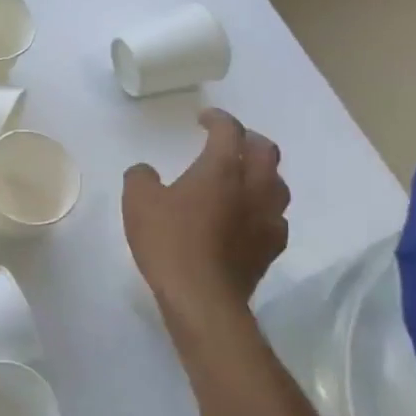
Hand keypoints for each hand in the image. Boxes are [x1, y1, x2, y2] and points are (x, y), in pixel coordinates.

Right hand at [123, 109, 289, 316]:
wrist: (202, 297)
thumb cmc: (169, 242)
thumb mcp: (138, 203)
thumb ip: (141, 178)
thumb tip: (146, 171)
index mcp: (222, 169)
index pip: (228, 130)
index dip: (217, 119)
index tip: (203, 119)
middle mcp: (253, 187)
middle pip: (266, 151)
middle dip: (249, 139)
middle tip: (231, 141)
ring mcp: (268, 219)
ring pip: (277, 184)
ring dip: (262, 174)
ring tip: (243, 178)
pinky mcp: (272, 248)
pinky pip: (276, 218)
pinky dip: (264, 209)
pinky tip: (249, 218)